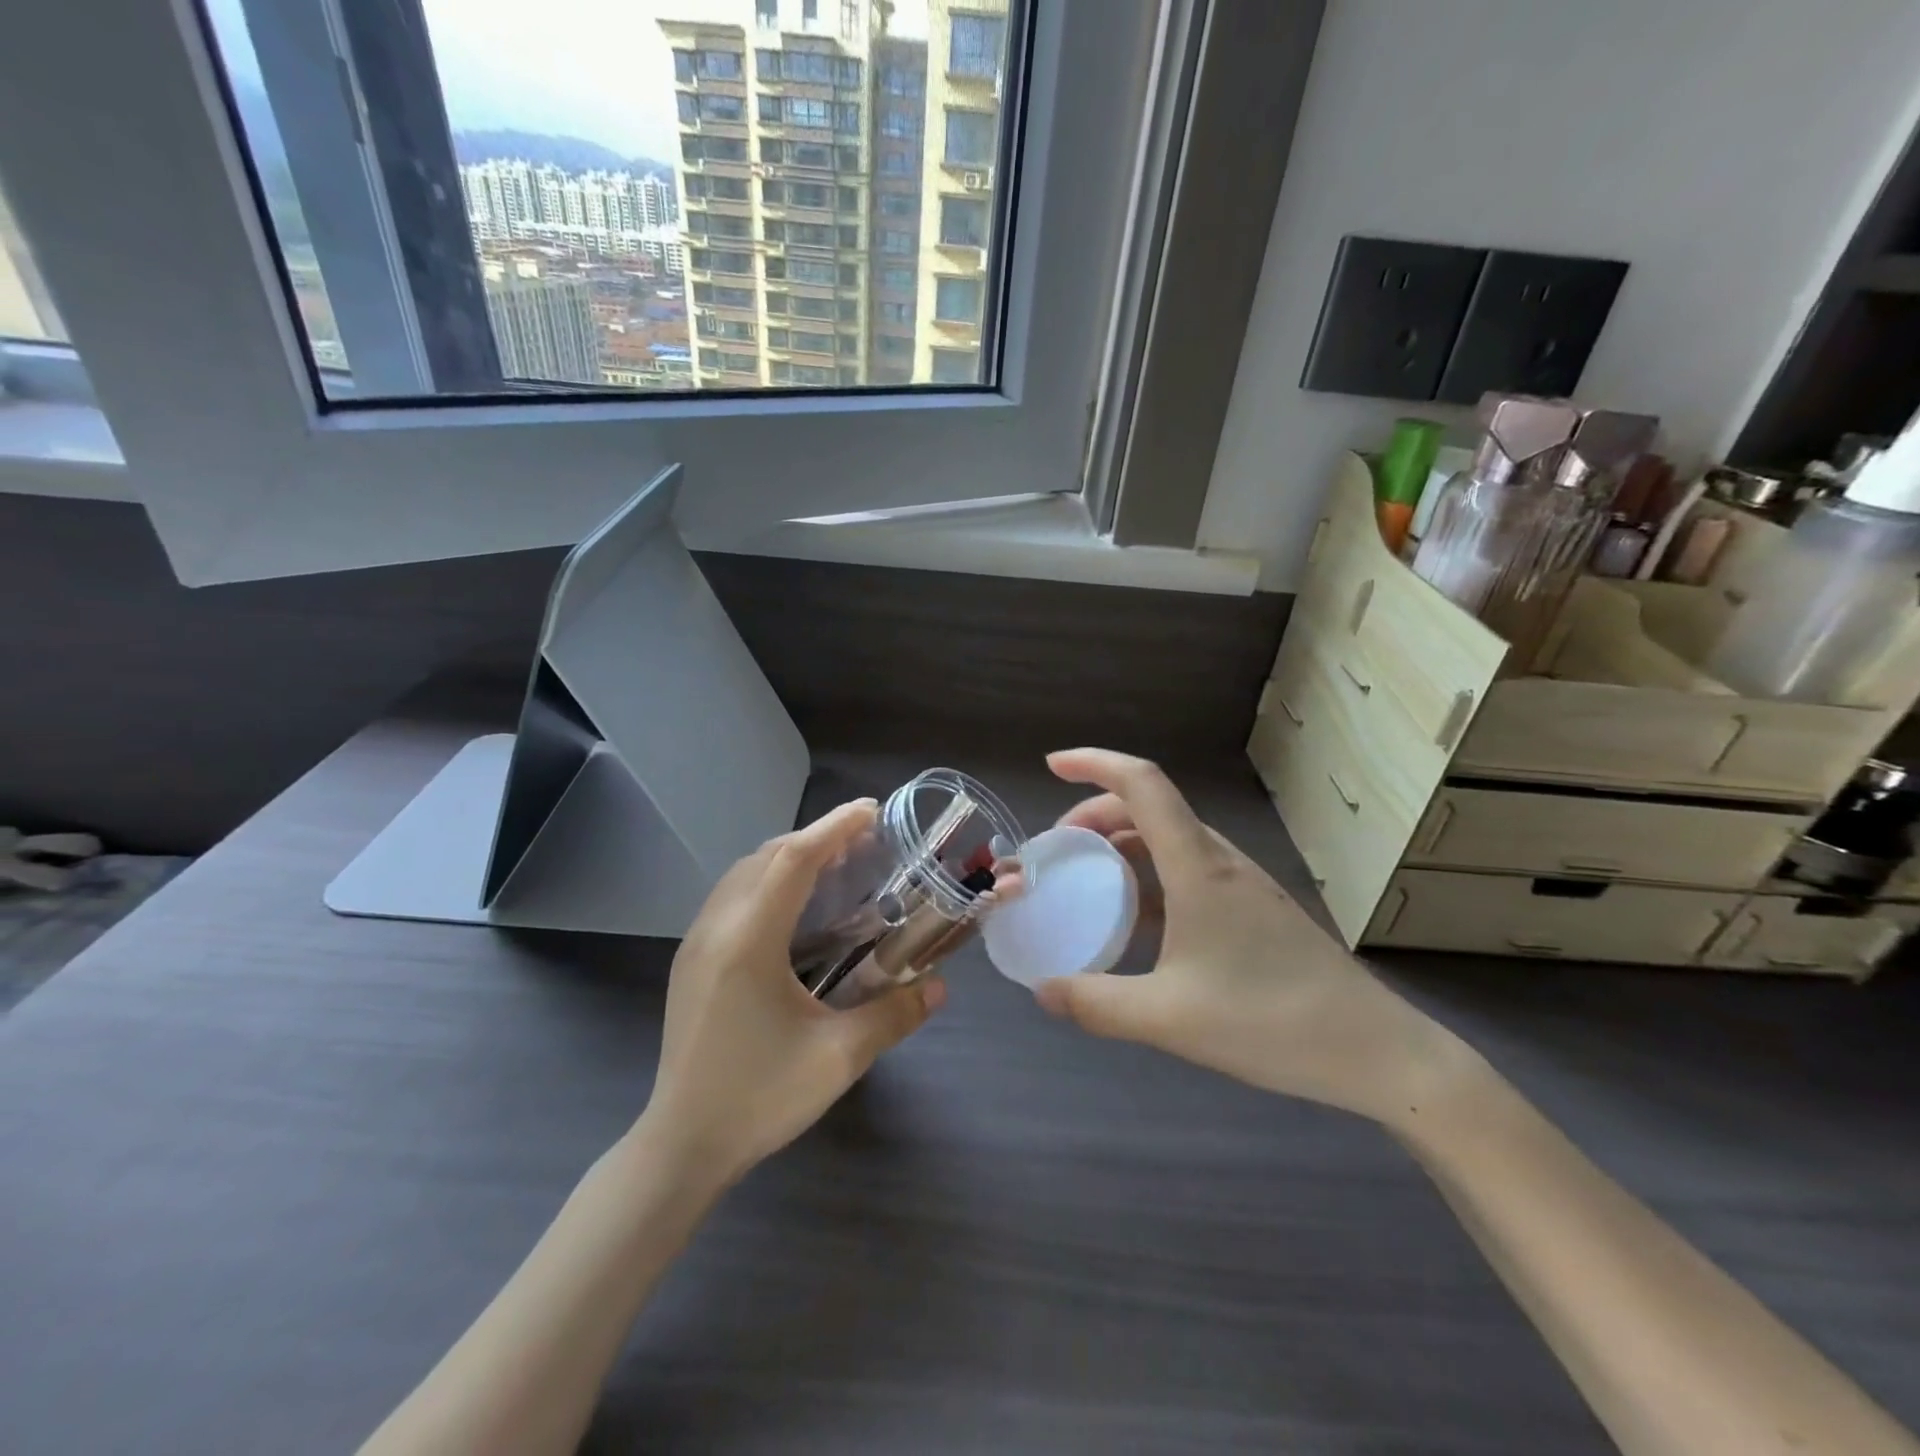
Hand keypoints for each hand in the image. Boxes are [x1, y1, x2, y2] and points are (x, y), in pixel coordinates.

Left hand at [640, 800, 943, 1185]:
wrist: (681, 1145)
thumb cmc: (759, 1098)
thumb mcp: (838, 1059)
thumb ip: (894, 1015)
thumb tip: (939, 986)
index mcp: (748, 942)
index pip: (794, 860)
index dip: (834, 828)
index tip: (872, 811)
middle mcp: (716, 928)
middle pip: (766, 856)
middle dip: (816, 837)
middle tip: (864, 841)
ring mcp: (697, 942)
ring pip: (744, 872)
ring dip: (788, 856)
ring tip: (834, 864)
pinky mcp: (691, 960)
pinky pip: (732, 895)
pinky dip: (767, 879)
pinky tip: (794, 906)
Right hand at [1032, 749, 1457, 1123]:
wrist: (1375, 1052)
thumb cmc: (1271, 1023)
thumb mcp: (1168, 1020)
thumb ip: (1096, 1004)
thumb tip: (1041, 991)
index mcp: (1197, 867)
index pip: (1142, 785)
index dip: (1094, 764)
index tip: (1052, 767)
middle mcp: (1219, 861)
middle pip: (1149, 807)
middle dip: (1095, 814)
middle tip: (1059, 850)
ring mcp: (1241, 884)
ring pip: (1169, 839)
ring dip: (1122, 845)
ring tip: (1089, 881)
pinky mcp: (1253, 910)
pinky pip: (1187, 870)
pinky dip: (1149, 876)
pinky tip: (1137, 923)